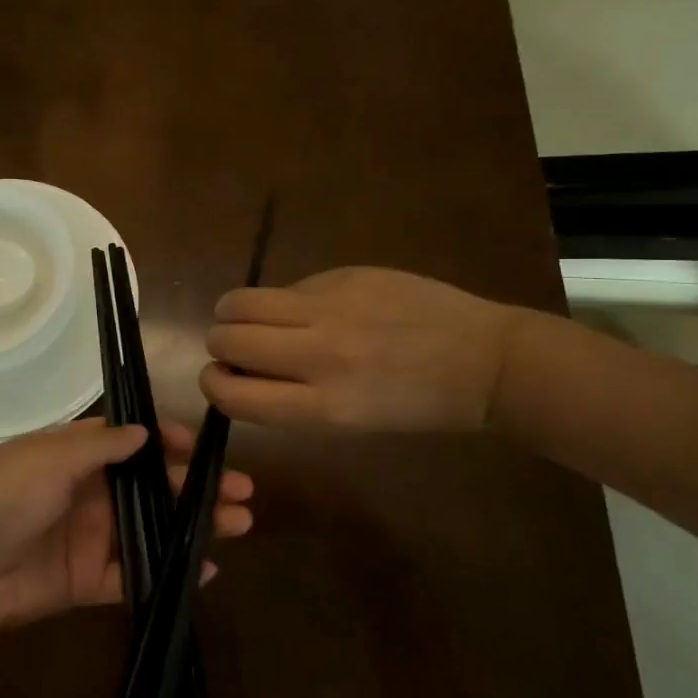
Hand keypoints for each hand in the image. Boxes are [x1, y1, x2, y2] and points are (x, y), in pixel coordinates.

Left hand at [0, 421, 253, 639]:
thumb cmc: (0, 500)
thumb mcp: (47, 459)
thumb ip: (99, 447)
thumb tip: (146, 432)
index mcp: (75, 456)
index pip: (132, 442)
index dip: (169, 442)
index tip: (202, 448)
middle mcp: (89, 492)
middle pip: (153, 486)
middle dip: (196, 485)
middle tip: (243, 491)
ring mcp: (91, 538)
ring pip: (154, 528)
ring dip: (195, 526)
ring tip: (239, 524)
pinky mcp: (89, 582)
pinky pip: (137, 575)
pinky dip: (170, 572)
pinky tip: (207, 569)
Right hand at [201, 267, 531, 432]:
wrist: (484, 360)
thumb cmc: (418, 406)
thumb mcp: (350, 423)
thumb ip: (290, 399)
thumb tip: (241, 369)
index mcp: (322, 407)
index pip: (231, 395)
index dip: (213, 385)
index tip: (220, 379)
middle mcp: (318, 355)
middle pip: (225, 340)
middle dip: (221, 345)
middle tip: (240, 348)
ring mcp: (330, 308)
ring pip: (240, 301)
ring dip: (235, 313)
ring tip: (257, 319)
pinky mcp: (344, 274)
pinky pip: (288, 287)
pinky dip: (286, 300)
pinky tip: (317, 307)